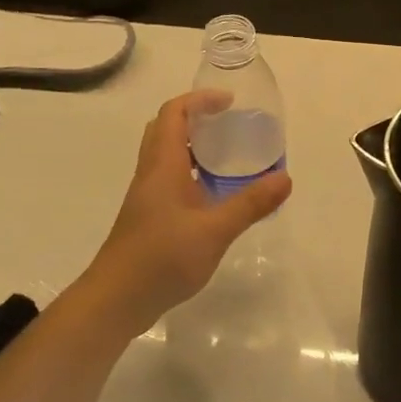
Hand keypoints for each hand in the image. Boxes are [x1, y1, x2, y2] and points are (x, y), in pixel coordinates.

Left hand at [84, 90, 292, 334]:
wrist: (115, 301)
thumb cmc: (161, 259)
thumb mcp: (214, 231)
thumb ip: (250, 204)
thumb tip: (285, 178)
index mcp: (162, 166)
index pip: (174, 114)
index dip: (199, 100)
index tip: (230, 103)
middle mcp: (151, 174)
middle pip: (166, 129)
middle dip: (196, 118)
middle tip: (228, 124)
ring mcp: (147, 197)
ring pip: (166, 156)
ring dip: (193, 146)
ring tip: (228, 155)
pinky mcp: (148, 218)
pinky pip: (169, 179)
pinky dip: (191, 173)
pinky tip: (214, 195)